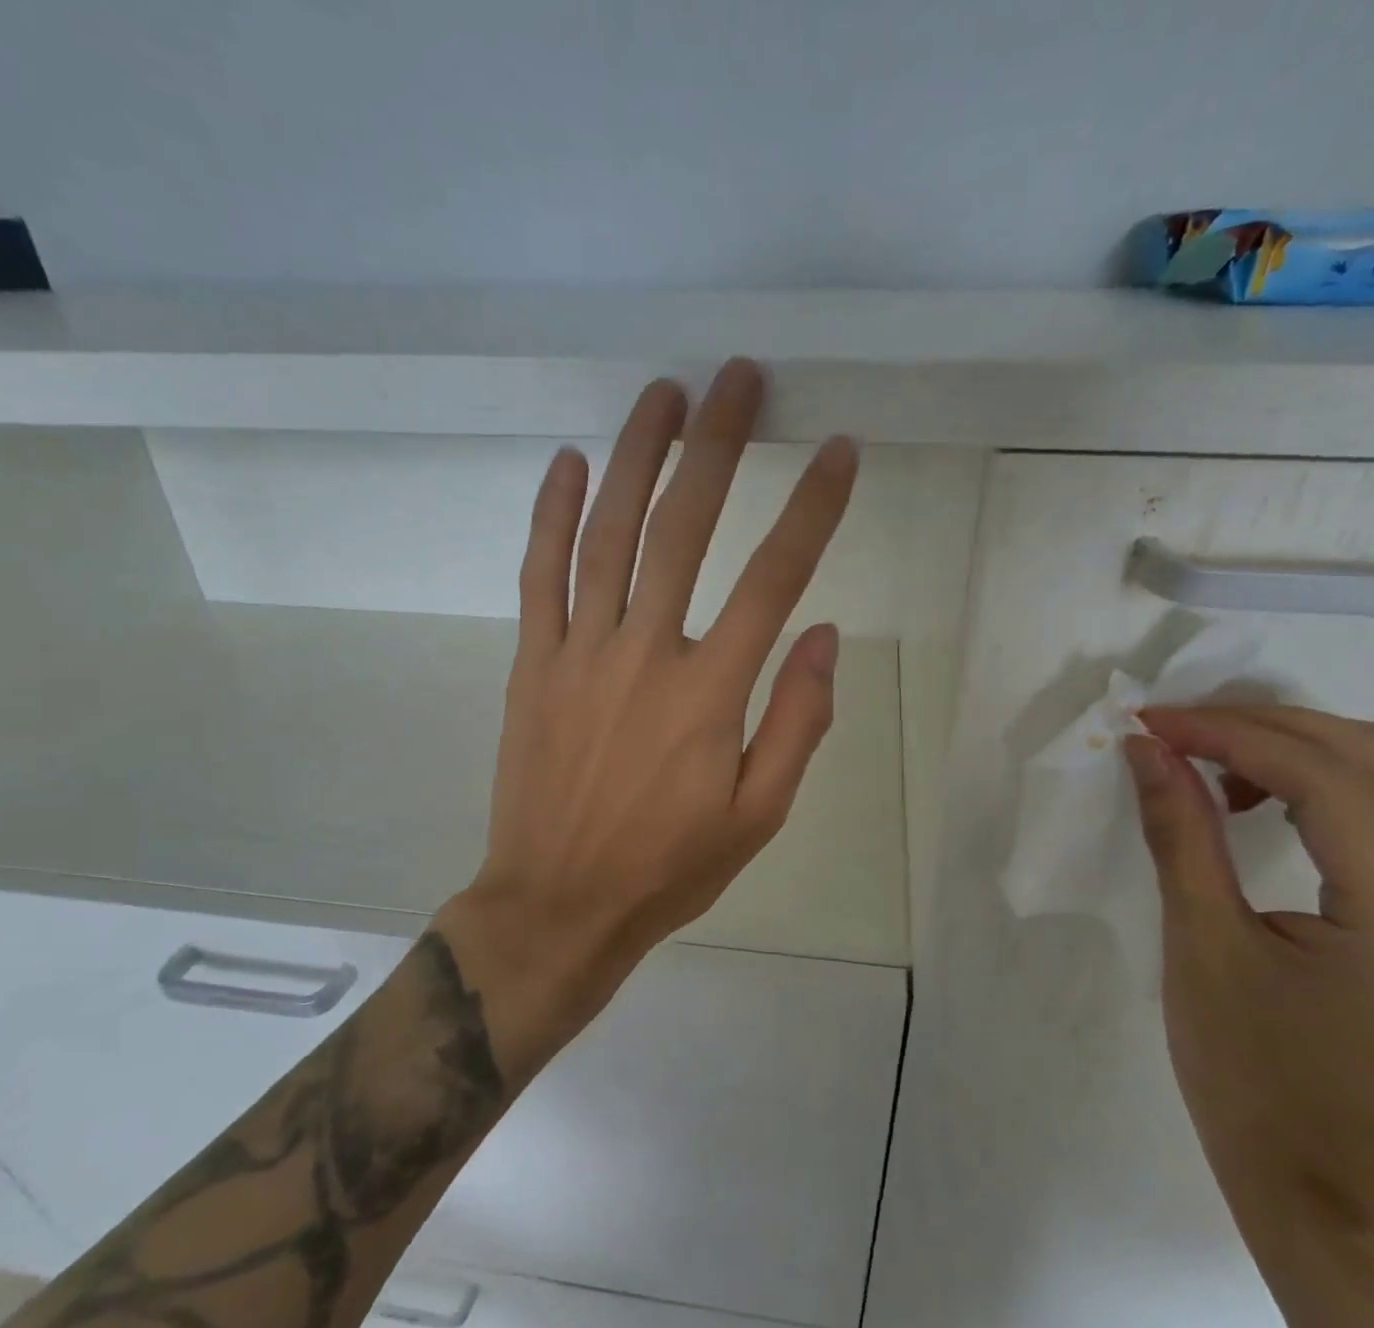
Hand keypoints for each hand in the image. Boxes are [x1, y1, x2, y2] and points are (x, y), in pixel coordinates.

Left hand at [441, 359, 856, 1069]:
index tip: (839, 452)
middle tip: (741, 378)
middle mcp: (645, 654)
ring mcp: (580, 652)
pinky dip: (552, 514)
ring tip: (665, 394)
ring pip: (609, 533)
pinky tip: (568, 462)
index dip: (812, 510)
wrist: (559, 903)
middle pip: (685, 528)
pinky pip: (540, 574)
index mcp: (710, 694)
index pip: (773, 578)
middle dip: (719, 445)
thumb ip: (797, 722)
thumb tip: (821, 635)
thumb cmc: (669, 867)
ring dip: (637, 455)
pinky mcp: (534, 663)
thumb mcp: (758, 817)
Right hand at [1123, 707, 1373, 1225]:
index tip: (1152, 721)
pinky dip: (1315, 781)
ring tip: (1207, 760)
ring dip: (1293, 746)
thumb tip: (1146, 749)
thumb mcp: (1199, 943)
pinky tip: (1256, 799)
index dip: (1232, 734)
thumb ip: (1180, 834)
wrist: (1308, 1170)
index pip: (1329, 779)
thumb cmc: (1244, 1068)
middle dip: (1267, 724)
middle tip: (1176, 728)